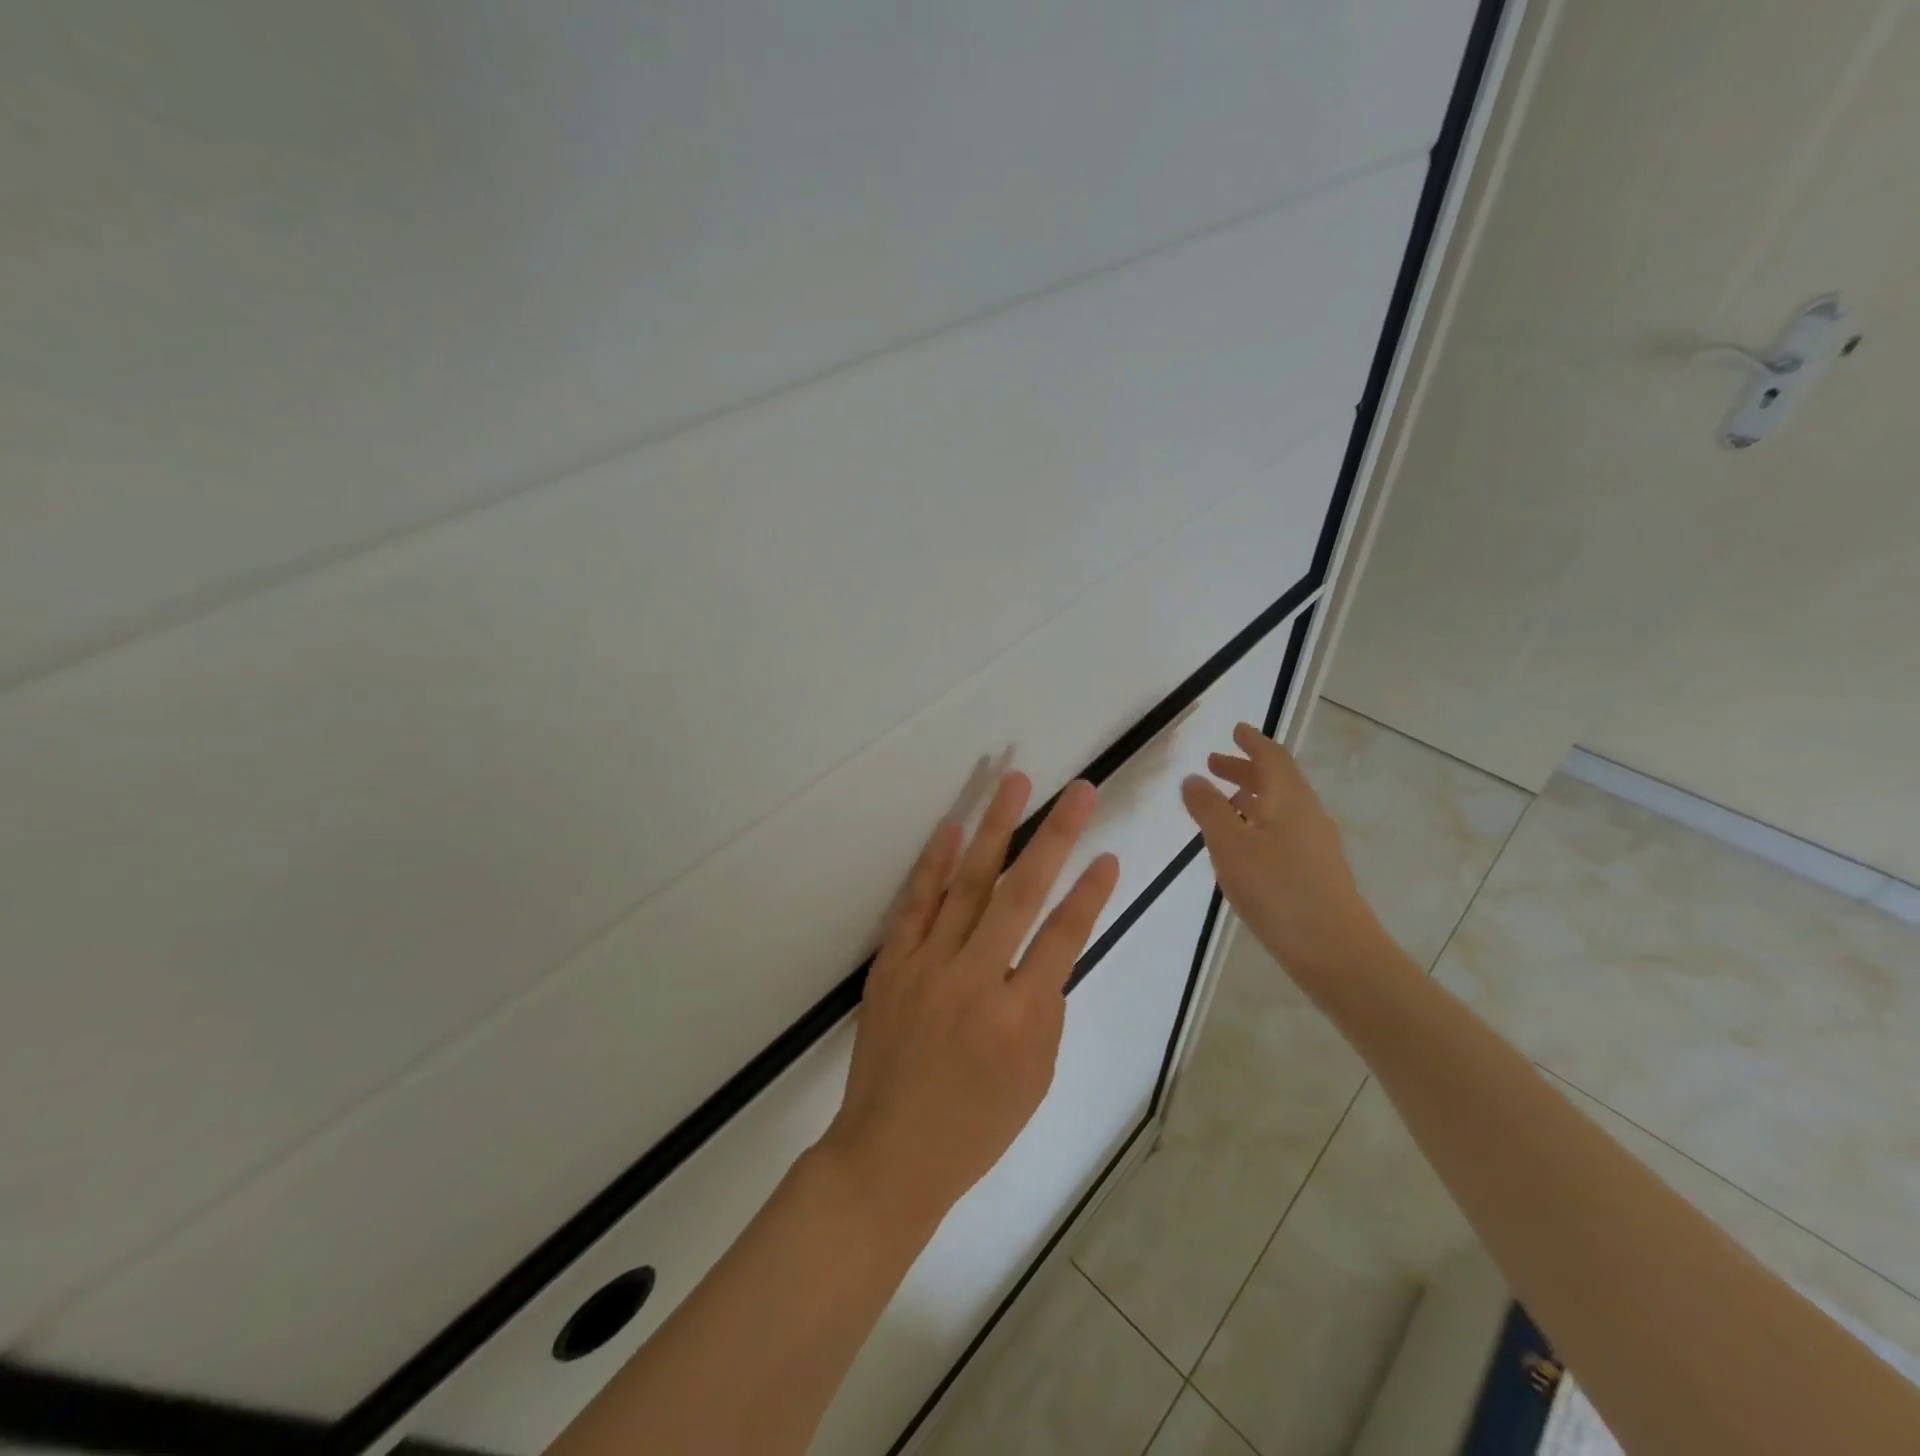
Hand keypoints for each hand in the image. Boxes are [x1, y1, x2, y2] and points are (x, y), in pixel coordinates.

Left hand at [819, 772, 1120, 1236]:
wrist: (889, 1153)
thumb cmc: (975, 1126)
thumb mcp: (1035, 1077)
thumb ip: (1044, 1006)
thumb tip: (1045, 949)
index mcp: (1021, 1017)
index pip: (1064, 937)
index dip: (1089, 893)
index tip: (1108, 854)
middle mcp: (976, 979)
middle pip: (1022, 893)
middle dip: (1055, 836)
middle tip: (1078, 791)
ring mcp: (929, 966)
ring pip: (969, 884)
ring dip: (995, 828)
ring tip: (1014, 782)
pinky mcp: (894, 963)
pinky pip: (918, 904)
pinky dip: (936, 864)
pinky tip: (952, 828)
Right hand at [1181, 723, 1382, 983]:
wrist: (1336, 951)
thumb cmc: (1278, 890)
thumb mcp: (1231, 845)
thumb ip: (1209, 809)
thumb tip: (1193, 778)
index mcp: (1289, 799)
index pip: (1271, 757)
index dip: (1252, 742)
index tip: (1236, 730)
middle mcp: (1307, 814)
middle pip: (1277, 780)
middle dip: (1245, 768)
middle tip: (1214, 764)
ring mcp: (1315, 845)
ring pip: (1280, 807)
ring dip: (1251, 797)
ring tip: (1223, 803)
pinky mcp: (1316, 872)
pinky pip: (1283, 831)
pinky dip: (1259, 823)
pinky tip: (1242, 847)